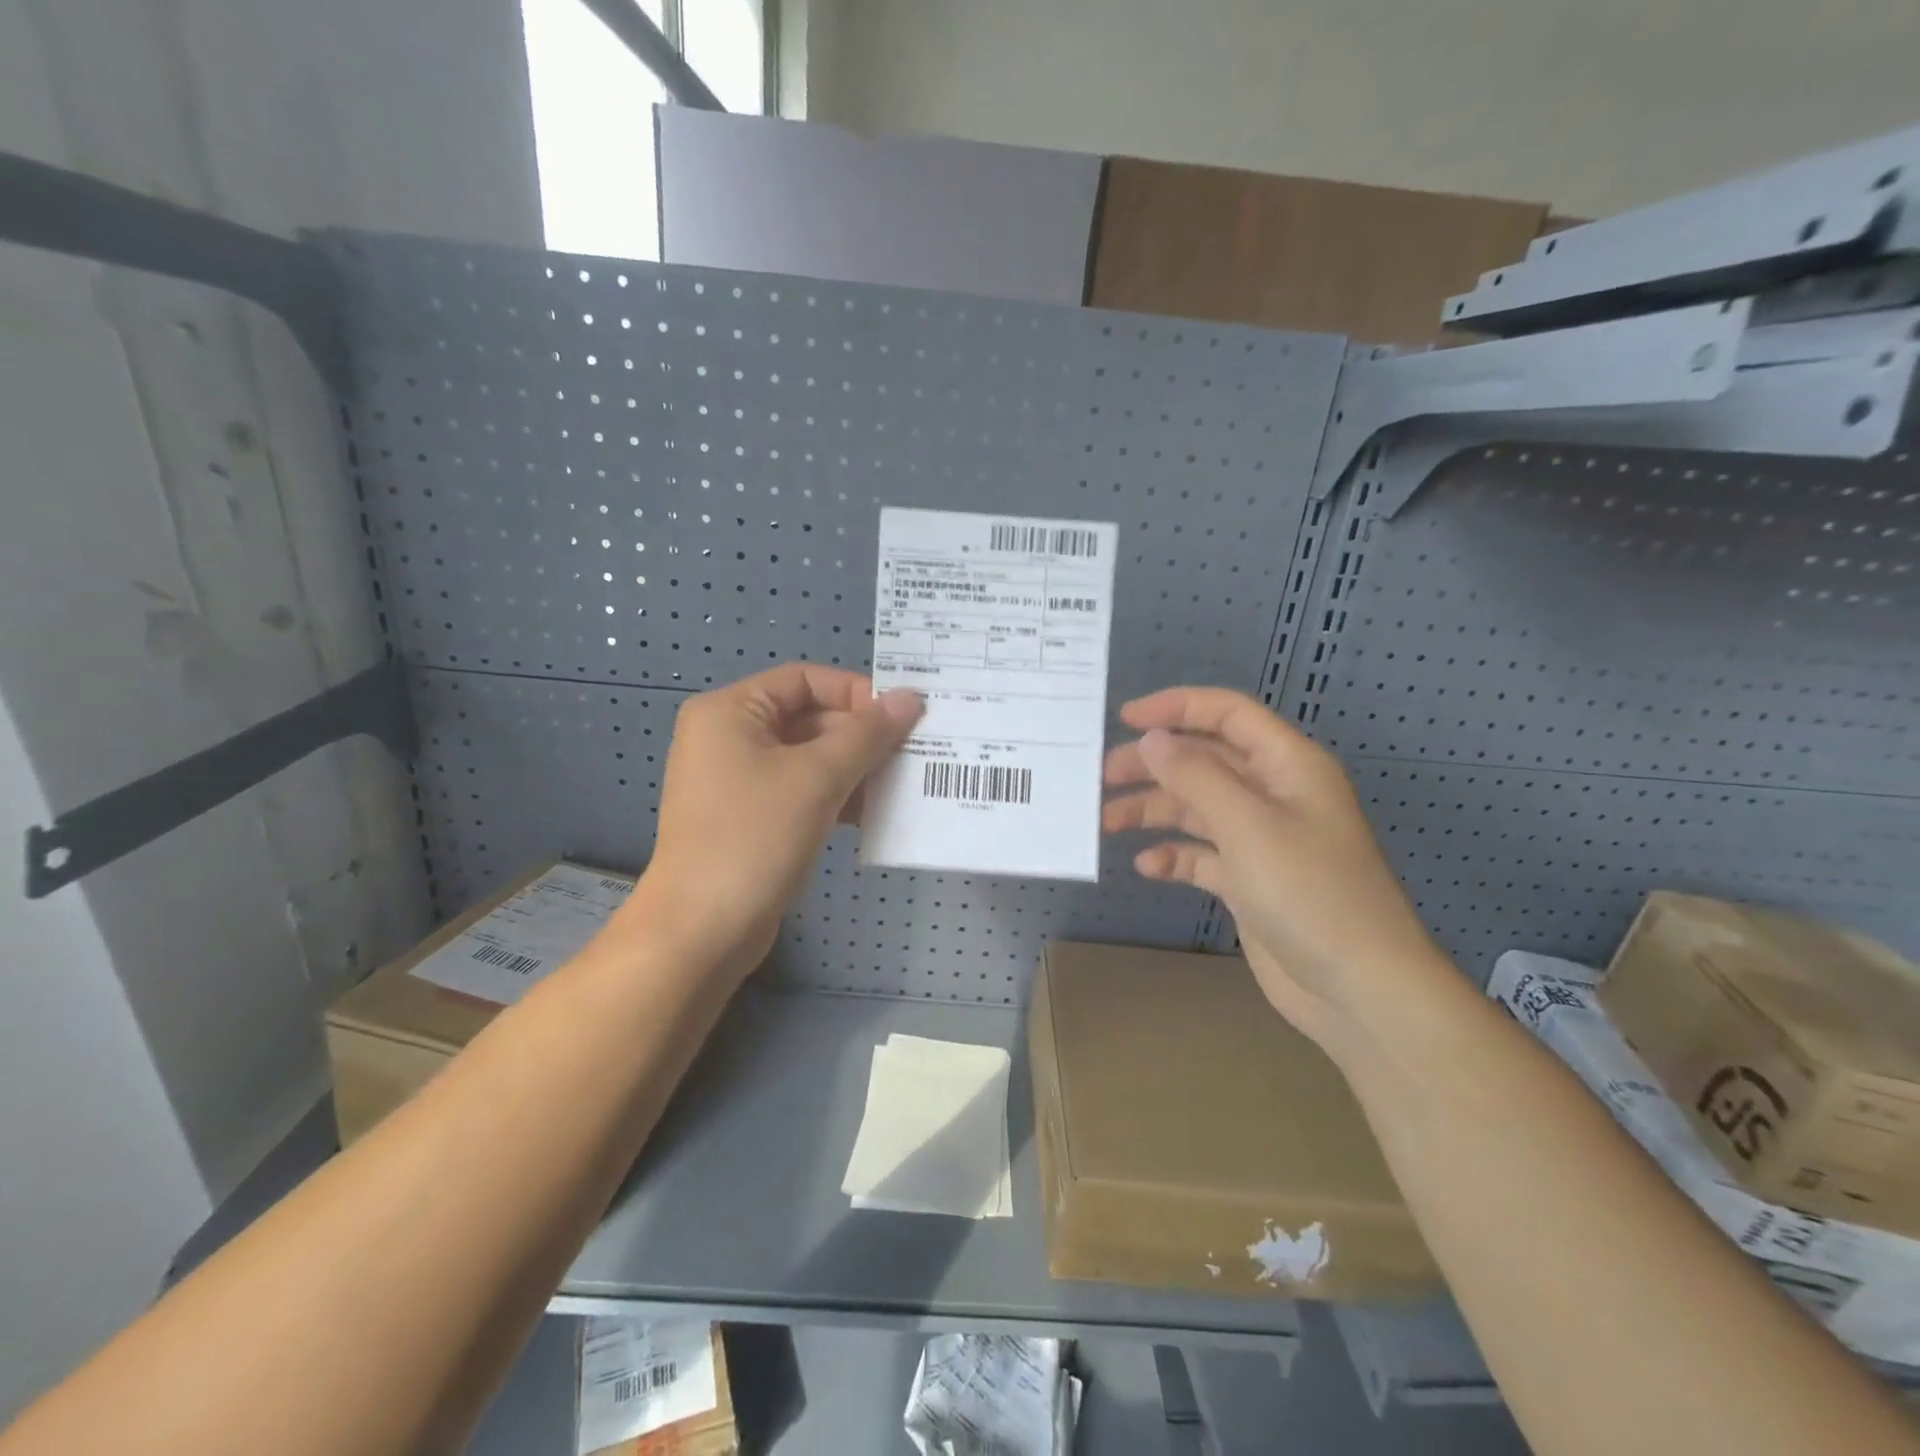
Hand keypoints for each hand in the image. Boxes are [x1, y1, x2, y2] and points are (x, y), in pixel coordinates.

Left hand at [614, 664, 921, 977]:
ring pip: (809, 758)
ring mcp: (737, 781)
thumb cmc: (755, 837)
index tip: (901, 717)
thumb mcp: (817, 777)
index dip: (856, 692)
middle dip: (860, 735)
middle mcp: (729, 738)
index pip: (805, 680)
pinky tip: (875, 812)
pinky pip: (801, 791)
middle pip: (808, 718)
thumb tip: (911, 698)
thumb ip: (867, 734)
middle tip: (913, 751)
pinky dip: (836, 795)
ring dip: (855, 767)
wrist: (703, 931)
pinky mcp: (750, 819)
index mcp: (730, 711)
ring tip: (902, 781)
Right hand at [1102, 687, 1447, 1047]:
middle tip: (1103, 777)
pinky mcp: (1250, 882)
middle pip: (1205, 761)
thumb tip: (1153, 738)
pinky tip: (1148, 866)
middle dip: (1154, 764)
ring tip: (1107, 821)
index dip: (1177, 707)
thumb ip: (1196, 776)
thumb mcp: (1249, 826)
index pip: (1228, 715)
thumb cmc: (1310, 894)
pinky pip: (1203, 855)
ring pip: (1198, 808)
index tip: (1124, 718)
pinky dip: (1174, 855)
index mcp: (1288, 766)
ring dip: (1154, 810)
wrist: (1360, 990)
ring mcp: (1263, 840)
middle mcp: (1274, 795)